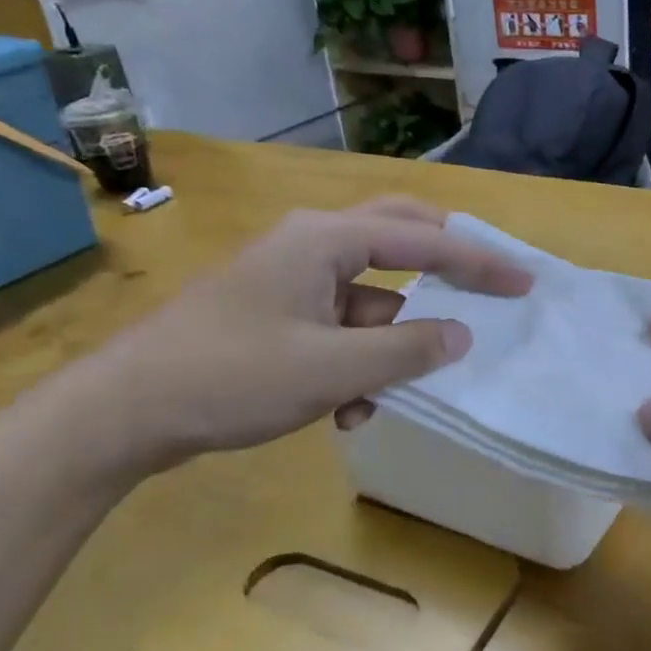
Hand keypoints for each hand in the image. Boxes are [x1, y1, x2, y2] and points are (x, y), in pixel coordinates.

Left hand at [81, 198, 530, 468]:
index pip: (422, 239)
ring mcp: (289, 281)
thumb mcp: (332, 369)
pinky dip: (354, 361)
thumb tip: (462, 335)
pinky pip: (337, 328)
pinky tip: (343, 410)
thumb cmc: (232, 377)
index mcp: (325, 240)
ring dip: (388, 344)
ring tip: (387, 396)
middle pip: (396, 241)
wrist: (127, 410)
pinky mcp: (275, 315)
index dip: (478, 262)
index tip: (523, 283)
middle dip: (442, 269)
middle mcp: (310, 246)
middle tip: (485, 288)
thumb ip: (405, 349)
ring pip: (366, 299)